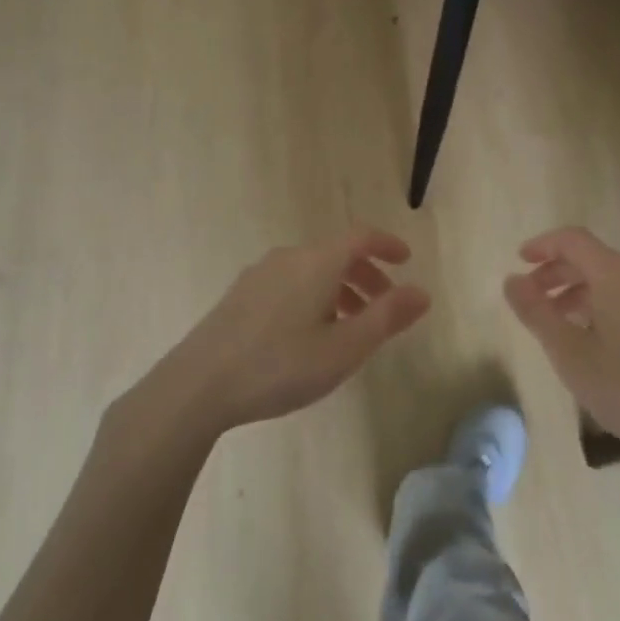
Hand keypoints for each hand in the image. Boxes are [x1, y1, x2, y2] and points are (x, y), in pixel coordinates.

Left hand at [144, 227, 430, 434]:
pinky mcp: (240, 294)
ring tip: (350, 328)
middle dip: (366, 275)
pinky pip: (290, 283)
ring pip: (312, 270)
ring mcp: (260, 274)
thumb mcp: (343, 349)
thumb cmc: (280, 365)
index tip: (406, 261)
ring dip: (340, 289)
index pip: (360, 236)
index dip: (387, 244)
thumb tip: (422, 292)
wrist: (198, 384)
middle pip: (337, 254)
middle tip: (385, 307)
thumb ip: (386, 318)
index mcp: (317, 262)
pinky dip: (313, 296)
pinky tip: (308, 335)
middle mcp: (289, 257)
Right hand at [503, 227, 619, 466]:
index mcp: (618, 274)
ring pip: (615, 282)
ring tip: (560, 326)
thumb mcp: (569, 354)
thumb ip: (535, 312)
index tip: (518, 261)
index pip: (573, 240)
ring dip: (580, 294)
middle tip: (531, 299)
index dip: (542, 245)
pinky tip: (598, 343)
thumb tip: (511, 280)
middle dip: (557, 274)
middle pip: (594, 259)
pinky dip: (606, 307)